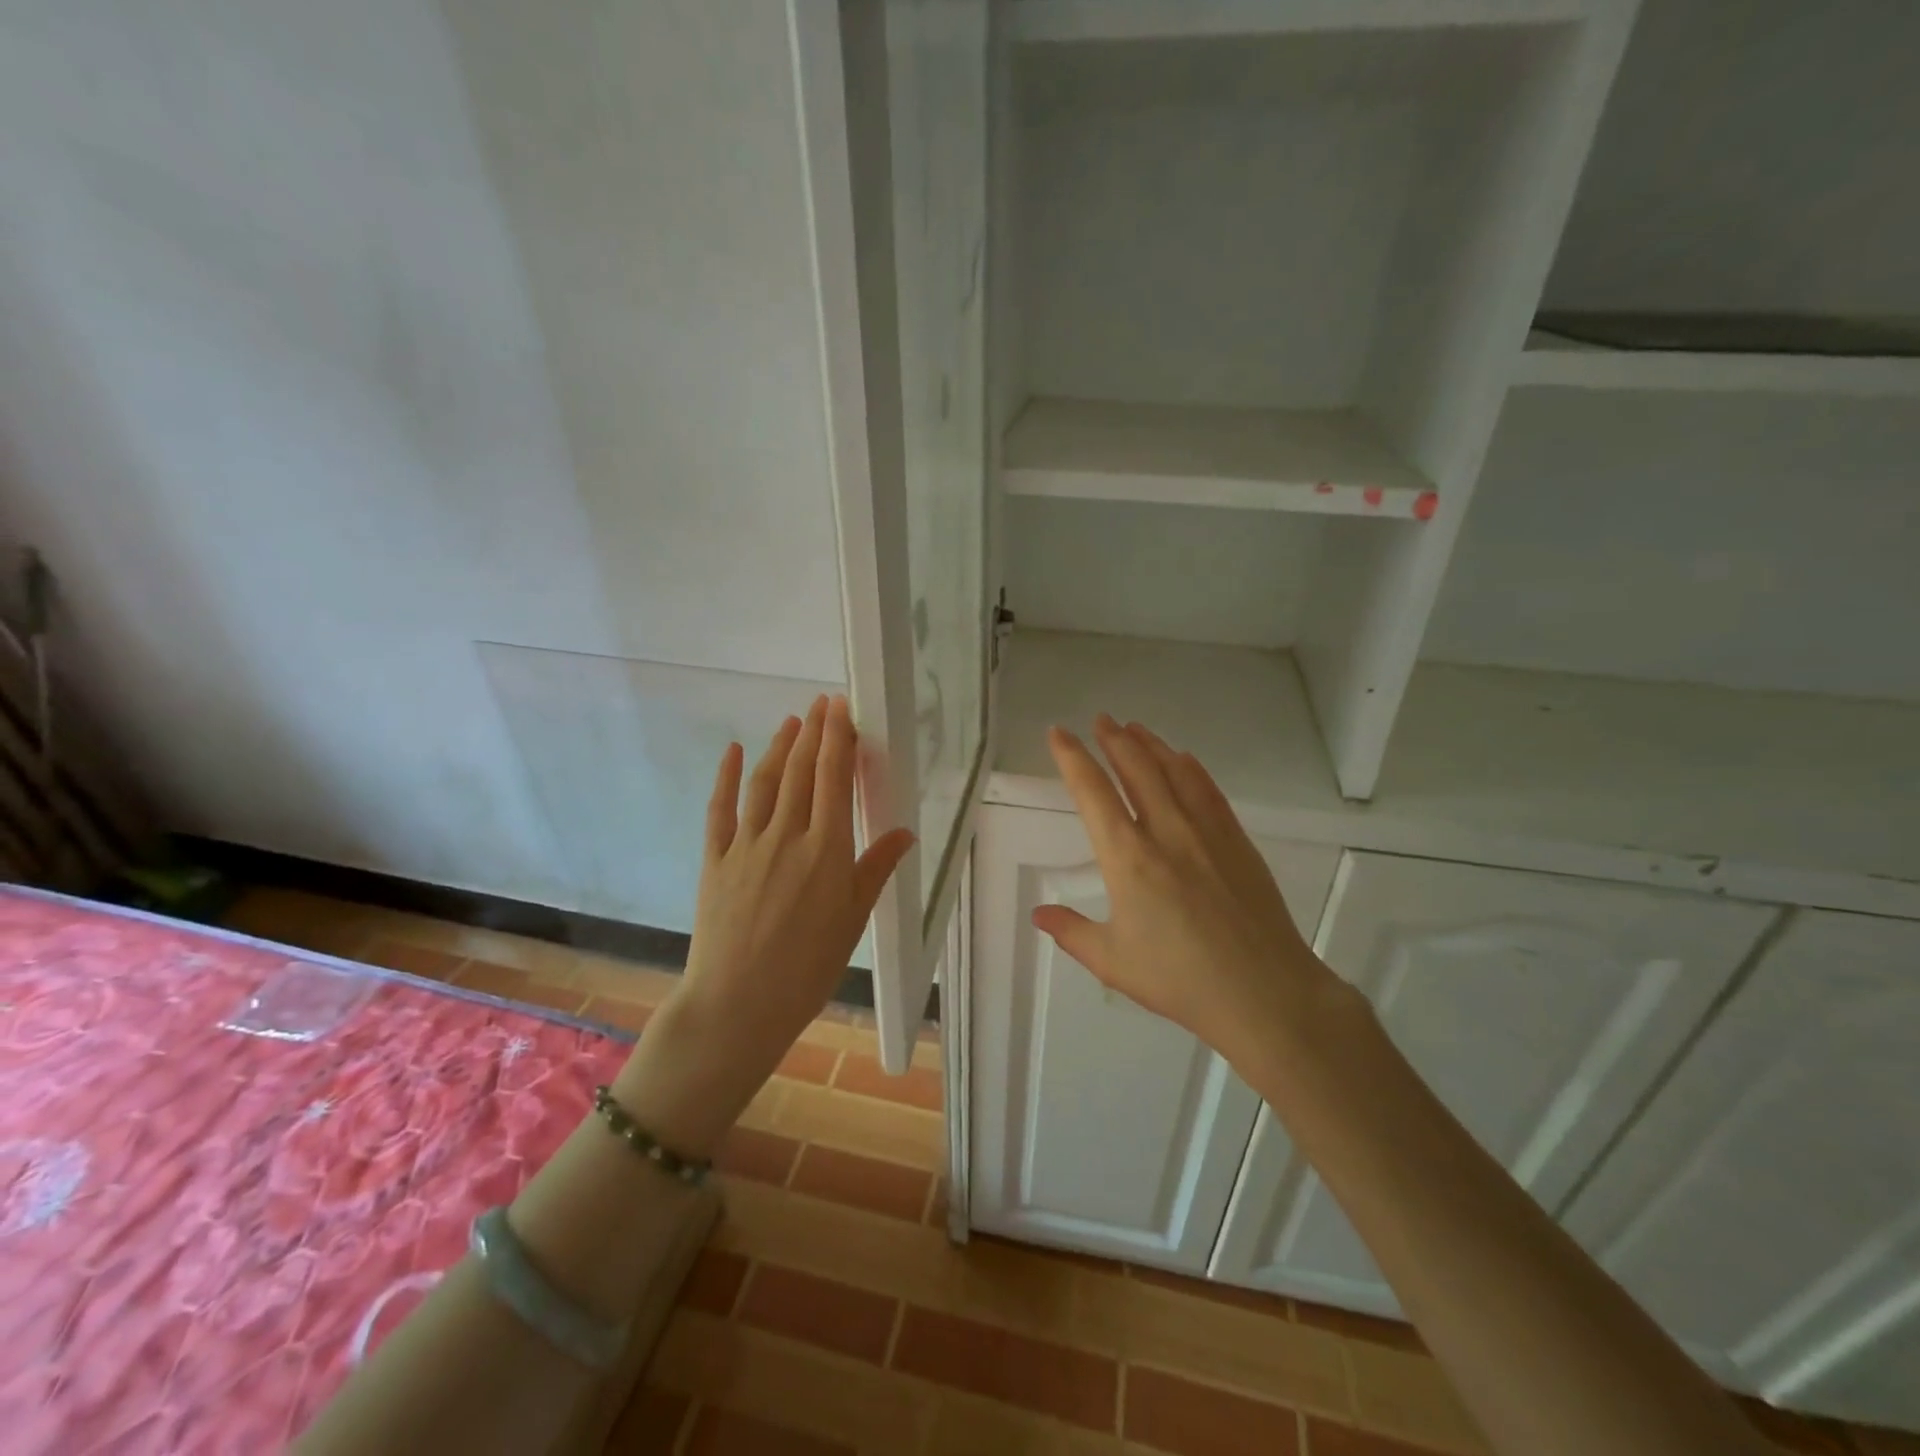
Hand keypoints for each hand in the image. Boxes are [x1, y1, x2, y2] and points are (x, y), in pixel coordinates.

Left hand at [613, 695, 914, 1156]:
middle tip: (822, 703)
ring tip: (791, 721)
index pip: (833, 779)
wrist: (738, 1004)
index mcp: (826, 849)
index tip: (842, 708)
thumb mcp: (853, 920)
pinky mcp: (715, 858)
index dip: (838, 739)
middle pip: (800, 771)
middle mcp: (786, 835)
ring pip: (765, 782)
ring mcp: (746, 844)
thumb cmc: (808, 968)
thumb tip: (905, 832)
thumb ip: (876, 869)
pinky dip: (728, 776)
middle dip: (813, 732)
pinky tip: (735, 751)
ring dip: (779, 746)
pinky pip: (721, 808)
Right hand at [1033, 715, 1341, 1064]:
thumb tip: (1039, 913)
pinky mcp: (1236, 841)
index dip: (1072, 758)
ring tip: (1134, 728)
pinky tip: (1183, 758)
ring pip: (1173, 771)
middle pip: (1135, 768)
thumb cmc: (1180, 980)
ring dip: (1150, 744)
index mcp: (1127, 858)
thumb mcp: (1112, 962)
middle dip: (1113, 739)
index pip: (1092, 792)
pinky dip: (1190, 767)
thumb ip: (1071, 932)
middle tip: (1100, 720)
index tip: (1058, 733)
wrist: (1263, 992)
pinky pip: (1208, 790)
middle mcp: (1165, 832)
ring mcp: (1206, 832)